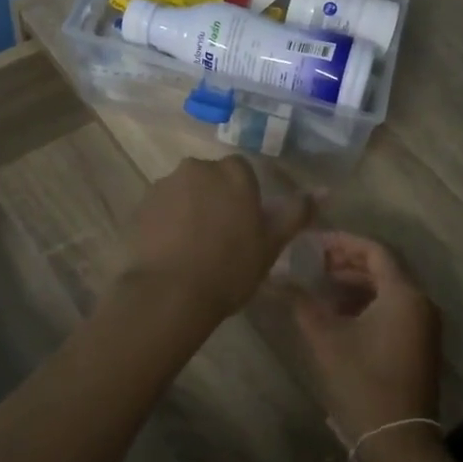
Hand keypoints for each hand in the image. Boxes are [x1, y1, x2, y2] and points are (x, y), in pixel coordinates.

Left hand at [126, 156, 313, 321]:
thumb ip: (296, 213)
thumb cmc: (230, 267)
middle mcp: (196, 168)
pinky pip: (161, 209)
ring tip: (194, 249)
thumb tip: (323, 190)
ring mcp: (163, 185)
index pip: (243, 171)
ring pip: (184, 192)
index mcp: (232, 172)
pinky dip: (167, 223)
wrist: (169, 293)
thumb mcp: (272, 243)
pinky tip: (172, 252)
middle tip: (222, 237)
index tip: (246, 226)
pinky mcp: (139, 206)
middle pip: (211, 178)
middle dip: (216, 198)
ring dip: (190, 210)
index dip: (245, 197)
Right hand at [293, 233, 442, 448]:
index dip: (342, 242)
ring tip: (320, 286)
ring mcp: (423, 325)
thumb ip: (302, 303)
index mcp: (404, 294)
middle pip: (382, 268)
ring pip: (387, 290)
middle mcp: (420, 303)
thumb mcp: (326, 339)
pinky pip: (393, 309)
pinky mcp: (420, 344)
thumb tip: (277, 279)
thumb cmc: (363, 382)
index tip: (313, 243)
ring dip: (355, 284)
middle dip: (346, 262)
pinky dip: (367, 303)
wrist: (399, 441)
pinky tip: (339, 313)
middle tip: (312, 262)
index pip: (374, 251)